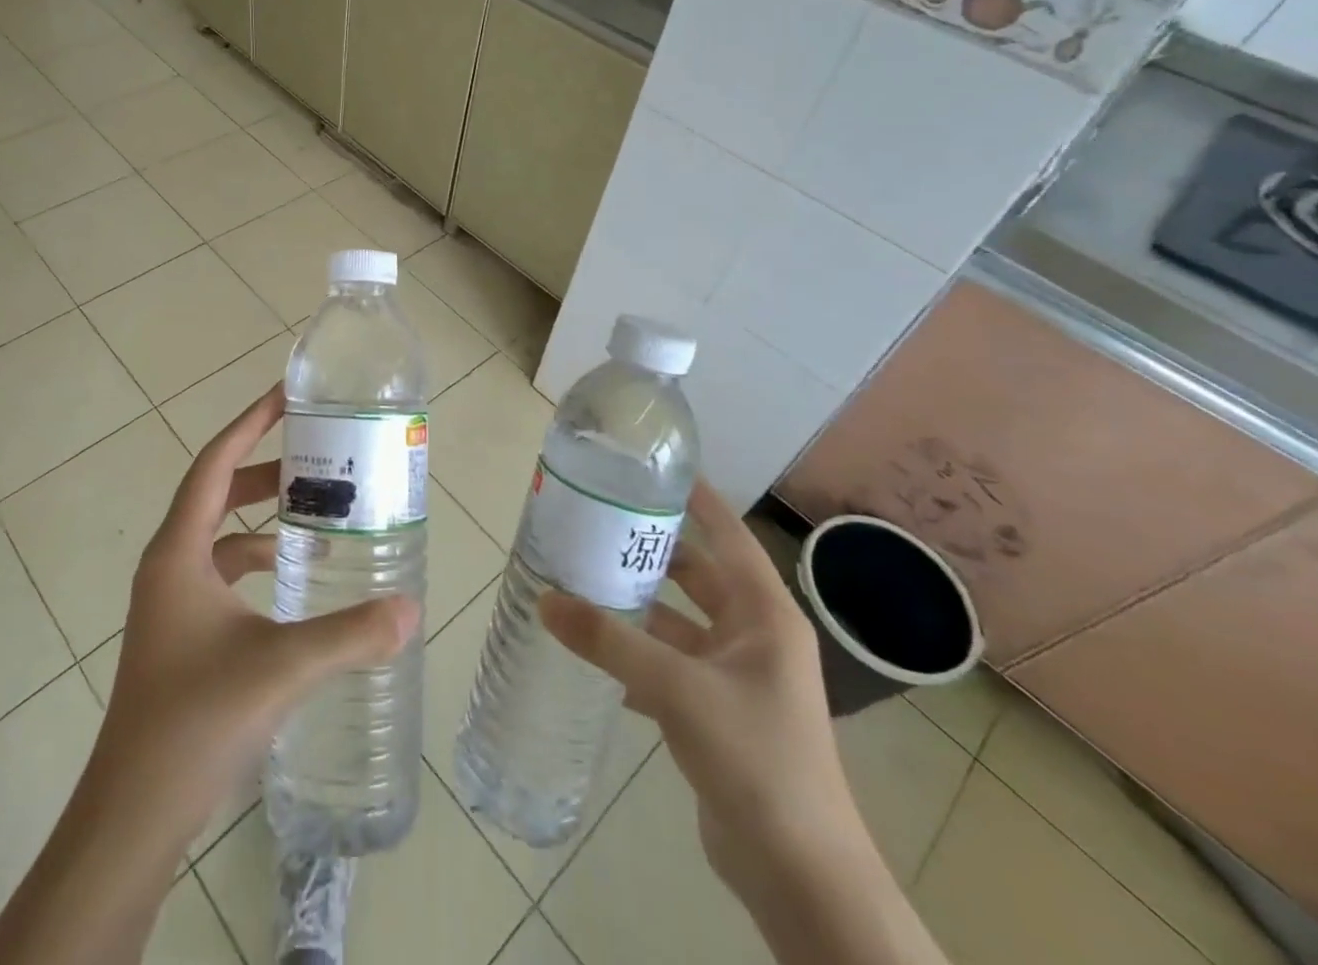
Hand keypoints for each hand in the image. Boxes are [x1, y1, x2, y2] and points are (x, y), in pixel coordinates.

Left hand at [95, 381, 418, 850]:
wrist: (133, 812)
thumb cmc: (195, 720)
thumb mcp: (280, 668)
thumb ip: (349, 635)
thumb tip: (410, 608)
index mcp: (179, 551)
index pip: (214, 464)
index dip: (250, 423)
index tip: (287, 396)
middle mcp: (170, 564)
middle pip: (218, 492)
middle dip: (264, 468)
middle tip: (317, 454)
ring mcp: (172, 600)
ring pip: (220, 535)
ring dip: (262, 517)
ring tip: (316, 511)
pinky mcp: (181, 632)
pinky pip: (222, 573)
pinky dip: (256, 561)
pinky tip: (294, 580)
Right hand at [540, 482, 860, 903]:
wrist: (799, 874)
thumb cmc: (754, 757)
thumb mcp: (677, 688)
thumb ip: (609, 642)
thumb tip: (545, 598)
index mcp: (764, 615)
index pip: (729, 537)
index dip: (698, 501)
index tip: (655, 470)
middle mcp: (754, 637)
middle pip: (697, 576)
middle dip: (652, 552)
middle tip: (599, 523)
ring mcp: (737, 678)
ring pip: (678, 623)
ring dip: (638, 607)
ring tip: (583, 579)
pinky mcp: (717, 713)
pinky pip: (670, 666)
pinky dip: (636, 656)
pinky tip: (594, 652)